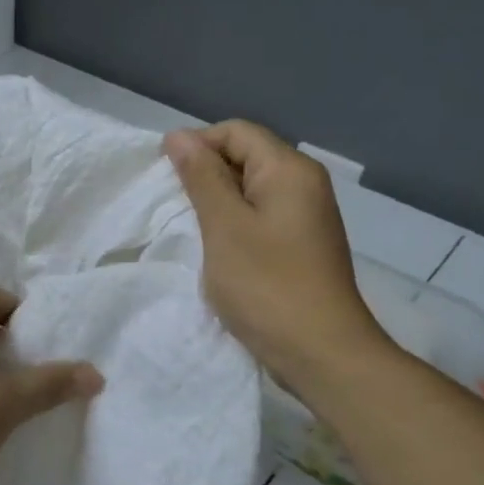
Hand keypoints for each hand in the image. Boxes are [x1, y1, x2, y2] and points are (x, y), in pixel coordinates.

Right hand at [164, 121, 391, 392]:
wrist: (321, 352)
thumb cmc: (267, 286)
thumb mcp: (224, 227)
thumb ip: (201, 177)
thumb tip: (179, 136)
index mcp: (289, 170)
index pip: (236, 132)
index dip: (196, 144)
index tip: (163, 176)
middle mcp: (304, 184)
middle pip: (246, 156)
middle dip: (205, 173)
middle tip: (172, 205)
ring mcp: (306, 216)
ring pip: (251, 189)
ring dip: (217, 202)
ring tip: (190, 228)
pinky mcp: (301, 245)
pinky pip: (261, 217)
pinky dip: (234, 224)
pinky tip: (216, 249)